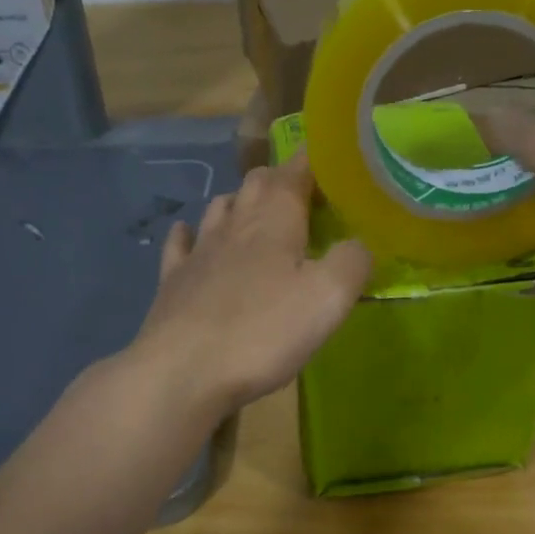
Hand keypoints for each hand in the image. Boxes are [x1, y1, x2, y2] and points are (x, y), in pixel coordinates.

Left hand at [126, 152, 371, 419]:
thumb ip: (353, 261)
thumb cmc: (263, 332)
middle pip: (257, 183)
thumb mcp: (329, 298)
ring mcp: (199, 250)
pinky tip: (189, 234)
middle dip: (282, 181)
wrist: (182, 372)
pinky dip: (191, 233)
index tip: (334, 164)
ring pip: (221, 207)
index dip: (315, 161)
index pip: (296, 170)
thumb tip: (361, 244)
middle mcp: (234, 223)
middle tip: (307, 198)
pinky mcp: (174, 280)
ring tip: (259, 214)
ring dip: (242, 202)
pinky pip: (182, 243)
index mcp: (275, 219)